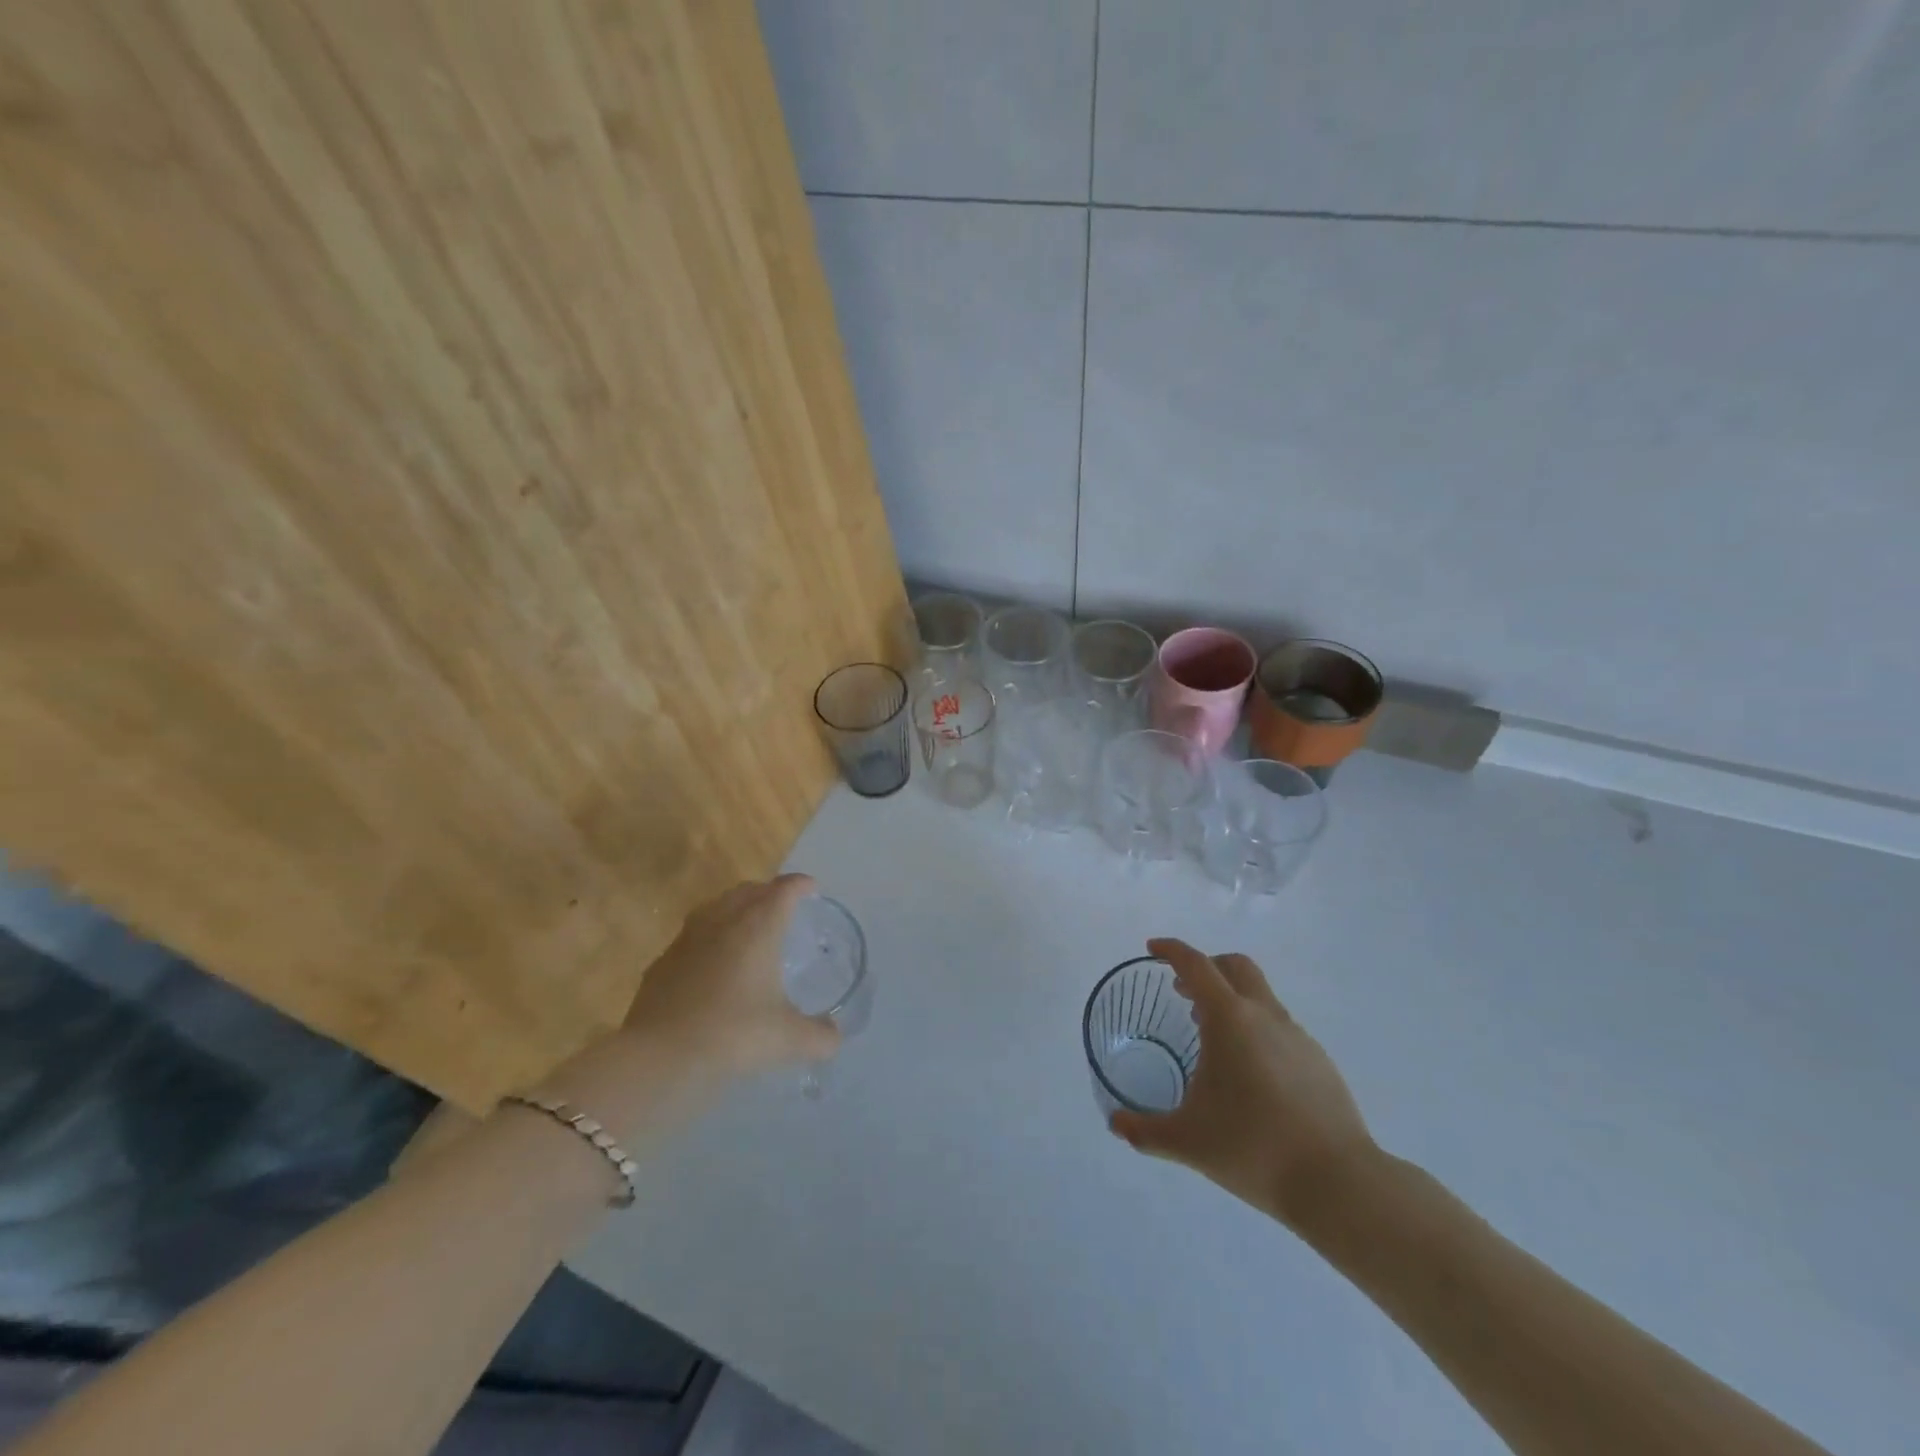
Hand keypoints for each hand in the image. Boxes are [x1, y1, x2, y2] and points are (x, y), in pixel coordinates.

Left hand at [621, 874, 840, 1079]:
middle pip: (747, 890)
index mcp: (758, 928)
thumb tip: (835, 1036)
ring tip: (746, 927)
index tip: (811, 889)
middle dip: (767, 892)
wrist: (660, 1057)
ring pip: (715, 908)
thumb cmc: (734, 1035)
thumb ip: (820, 1036)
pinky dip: (707, 940)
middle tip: (782, 906)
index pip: (784, 891)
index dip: (800, 885)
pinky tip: (710, 965)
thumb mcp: (789, 1039)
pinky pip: (691, 938)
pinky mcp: (662, 963)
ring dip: (734, 909)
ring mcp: (687, 940)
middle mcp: (722, 922)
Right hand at [1110, 938, 1374, 1229]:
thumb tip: (1116, 1123)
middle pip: (1235, 966)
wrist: (1338, 1183)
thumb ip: (1145, 1131)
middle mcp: (1264, 1015)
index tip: (1153, 948)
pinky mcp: (1319, 1061)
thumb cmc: (1252, 1147)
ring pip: (1260, 996)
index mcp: (1229, 1019)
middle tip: (1183, 991)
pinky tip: (1250, 1074)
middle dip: (1206, 966)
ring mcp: (1297, 1036)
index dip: (1171, 950)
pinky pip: (1280, 1028)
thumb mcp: (1186, 1141)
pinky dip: (1257, 1030)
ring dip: (1232, 1001)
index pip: (1195, 965)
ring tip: (1213, 1039)